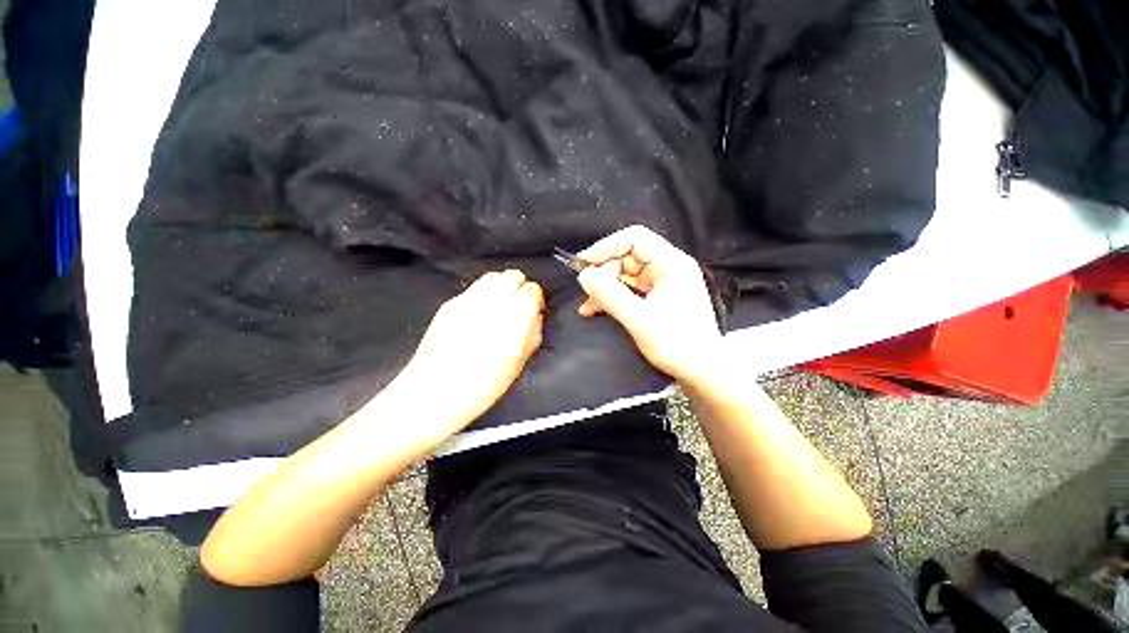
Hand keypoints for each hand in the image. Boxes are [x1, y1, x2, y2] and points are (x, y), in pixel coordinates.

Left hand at [391, 270, 543, 446]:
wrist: (432, 394)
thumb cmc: (481, 387)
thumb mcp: (517, 365)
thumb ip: (532, 334)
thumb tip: (536, 316)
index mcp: (512, 322)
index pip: (531, 290)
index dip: (536, 298)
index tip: (534, 309)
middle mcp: (490, 305)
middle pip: (513, 276)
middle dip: (520, 287)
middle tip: (519, 305)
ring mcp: (467, 302)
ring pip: (493, 277)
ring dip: (502, 286)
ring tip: (501, 305)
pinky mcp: (450, 305)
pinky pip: (474, 288)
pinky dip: (484, 293)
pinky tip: (481, 313)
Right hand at [577, 225, 720, 383]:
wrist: (702, 372)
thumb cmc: (677, 344)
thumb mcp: (639, 319)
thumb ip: (610, 295)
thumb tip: (584, 275)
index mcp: (672, 264)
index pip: (635, 239)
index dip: (606, 247)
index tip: (583, 264)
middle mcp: (668, 267)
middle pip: (628, 257)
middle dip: (604, 273)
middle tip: (586, 292)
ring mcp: (663, 283)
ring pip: (626, 274)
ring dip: (605, 287)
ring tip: (587, 306)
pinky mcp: (657, 298)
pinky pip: (630, 289)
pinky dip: (613, 297)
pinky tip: (596, 309)